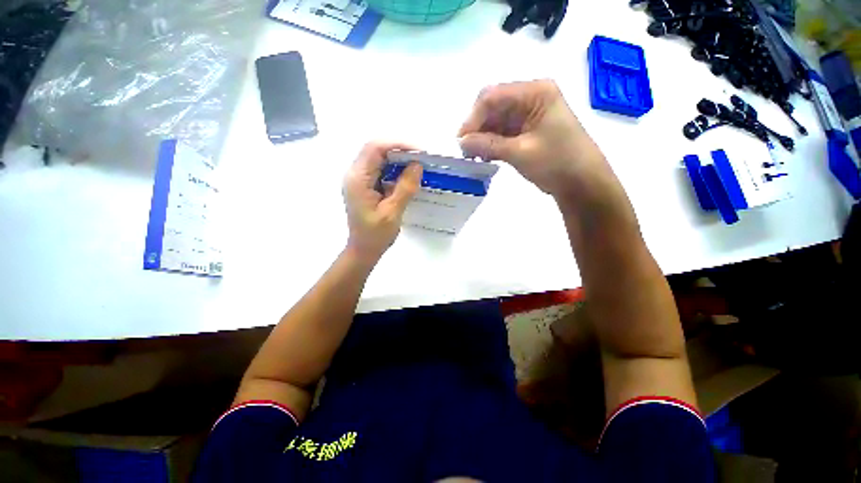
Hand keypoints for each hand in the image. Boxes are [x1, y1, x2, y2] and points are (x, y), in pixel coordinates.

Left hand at [343, 142, 422, 262]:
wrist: (364, 250)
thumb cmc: (376, 235)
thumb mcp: (392, 212)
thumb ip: (405, 188)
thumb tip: (417, 165)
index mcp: (358, 179)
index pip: (375, 148)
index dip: (397, 145)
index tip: (418, 152)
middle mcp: (355, 174)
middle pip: (376, 150)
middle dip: (399, 151)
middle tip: (421, 159)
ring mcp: (359, 180)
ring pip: (379, 159)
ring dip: (398, 160)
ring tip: (417, 167)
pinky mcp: (365, 186)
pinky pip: (380, 170)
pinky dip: (394, 170)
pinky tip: (407, 177)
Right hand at [458, 80, 607, 198]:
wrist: (582, 182)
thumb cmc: (557, 162)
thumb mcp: (520, 152)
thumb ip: (488, 145)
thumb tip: (461, 142)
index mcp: (535, 92)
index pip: (493, 97)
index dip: (473, 118)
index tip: (461, 142)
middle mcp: (530, 98)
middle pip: (493, 107)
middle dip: (477, 129)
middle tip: (465, 151)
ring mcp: (528, 114)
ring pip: (495, 121)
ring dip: (482, 138)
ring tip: (473, 157)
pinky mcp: (526, 130)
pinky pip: (502, 132)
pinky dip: (491, 144)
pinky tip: (484, 156)